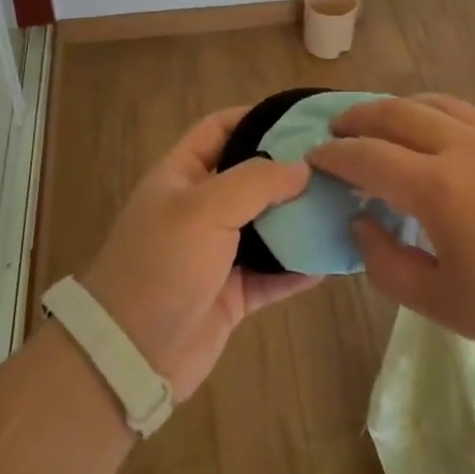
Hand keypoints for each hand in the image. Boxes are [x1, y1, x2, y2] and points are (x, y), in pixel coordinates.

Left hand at [82, 107, 321, 399]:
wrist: (130, 356)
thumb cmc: (161, 265)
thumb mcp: (204, 209)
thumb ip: (256, 182)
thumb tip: (302, 168)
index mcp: (181, 176)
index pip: (219, 129)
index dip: (255, 117)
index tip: (301, 118)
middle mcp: (200, 208)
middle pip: (251, 177)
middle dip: (289, 170)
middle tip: (337, 164)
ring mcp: (217, 252)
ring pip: (267, 225)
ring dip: (300, 218)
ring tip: (344, 204)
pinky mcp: (233, 293)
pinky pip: (274, 273)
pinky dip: (299, 266)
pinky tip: (333, 257)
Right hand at [308, 94, 474, 372]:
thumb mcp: (445, 305)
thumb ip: (390, 265)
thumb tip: (363, 224)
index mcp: (437, 188)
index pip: (368, 157)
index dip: (334, 155)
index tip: (312, 157)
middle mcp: (463, 148)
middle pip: (397, 113)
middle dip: (359, 117)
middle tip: (336, 129)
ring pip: (434, 103)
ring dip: (398, 107)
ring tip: (381, 122)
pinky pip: (466, 113)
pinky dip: (434, 113)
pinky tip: (437, 136)